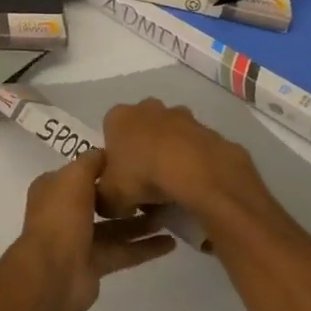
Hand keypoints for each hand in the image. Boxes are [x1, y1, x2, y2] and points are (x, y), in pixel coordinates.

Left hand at [10, 148, 176, 310]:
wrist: (53, 274)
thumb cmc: (61, 218)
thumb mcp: (74, 177)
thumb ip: (91, 162)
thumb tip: (107, 152)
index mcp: (53, 188)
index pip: (82, 172)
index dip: (105, 166)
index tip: (135, 161)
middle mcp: (65, 211)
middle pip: (99, 199)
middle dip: (126, 196)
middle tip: (158, 189)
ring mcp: (79, 239)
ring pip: (115, 227)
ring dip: (140, 222)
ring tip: (170, 215)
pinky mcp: (94, 264)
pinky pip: (123, 251)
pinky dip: (145, 248)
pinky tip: (171, 243)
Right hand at [98, 99, 273, 223]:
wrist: (197, 171)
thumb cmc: (143, 175)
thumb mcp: (110, 197)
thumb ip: (103, 198)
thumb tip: (108, 202)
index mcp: (118, 117)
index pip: (109, 133)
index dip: (114, 158)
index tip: (122, 180)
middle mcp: (147, 107)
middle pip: (141, 130)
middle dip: (143, 151)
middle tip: (146, 183)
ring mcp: (181, 115)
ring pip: (170, 135)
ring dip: (170, 154)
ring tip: (173, 187)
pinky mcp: (207, 129)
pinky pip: (195, 147)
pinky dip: (193, 162)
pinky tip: (194, 184)